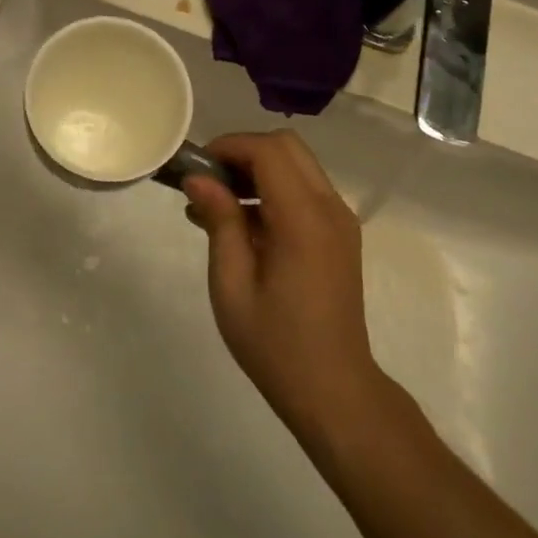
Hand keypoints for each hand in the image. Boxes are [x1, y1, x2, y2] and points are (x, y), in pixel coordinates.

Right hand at [184, 131, 381, 436]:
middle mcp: (330, 208)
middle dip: (243, 152)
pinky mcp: (340, 233)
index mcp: (304, 220)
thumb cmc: (276, 344)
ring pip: (297, 163)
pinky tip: (242, 224)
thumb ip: (220, 223)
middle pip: (287, 146)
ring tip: (218, 204)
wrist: (335, 391)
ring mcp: (340, 219)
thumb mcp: (232, 285)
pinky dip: (273, 188)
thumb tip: (198, 179)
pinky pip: (305, 188)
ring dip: (257, 169)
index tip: (197, 168)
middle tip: (209, 182)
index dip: (230, 147)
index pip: (268, 151)